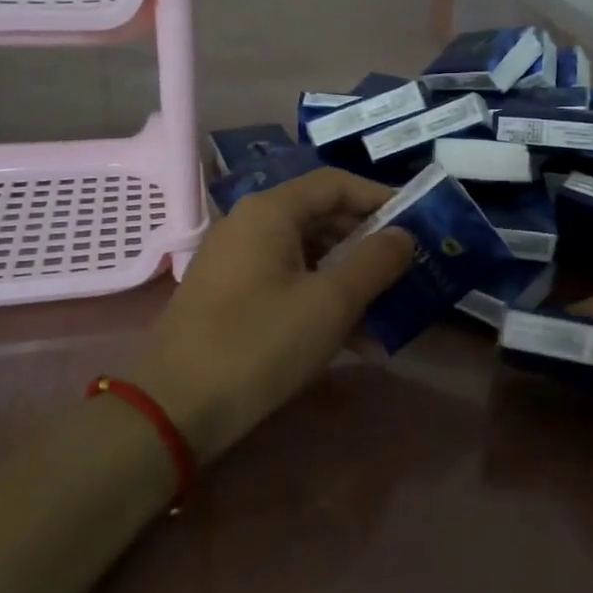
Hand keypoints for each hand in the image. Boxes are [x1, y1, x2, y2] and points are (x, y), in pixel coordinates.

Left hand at [131, 169, 412, 463]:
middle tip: (409, 269)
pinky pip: (288, 284)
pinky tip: (355, 342)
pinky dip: (321, 301)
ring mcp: (237, 263)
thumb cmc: (259, 344)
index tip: (418, 222)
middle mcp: (250, 226)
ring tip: (390, 313)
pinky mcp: (232, 297)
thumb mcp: (330, 303)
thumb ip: (375, 262)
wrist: (174, 409)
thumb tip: (403, 235)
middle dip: (369, 245)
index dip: (380, 198)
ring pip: (308, 257)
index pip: (336, 184)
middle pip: (322, 218)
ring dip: (350, 280)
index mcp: (271, 212)